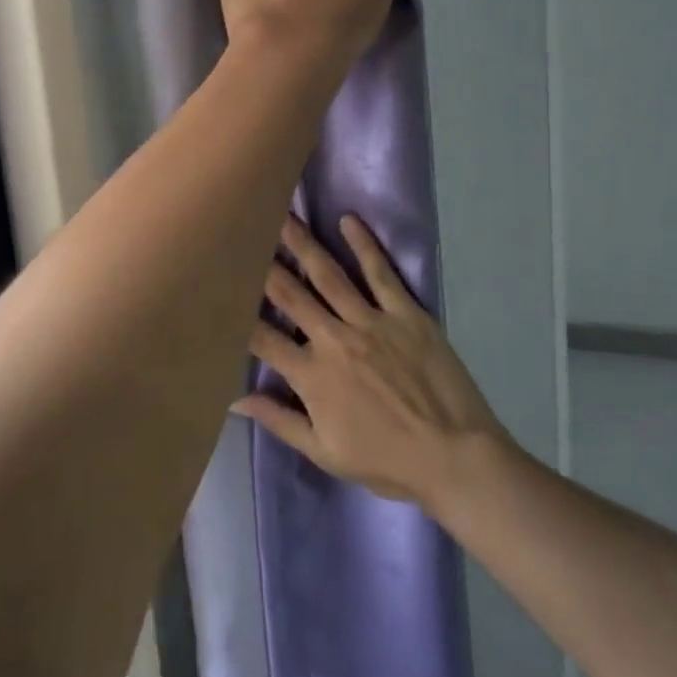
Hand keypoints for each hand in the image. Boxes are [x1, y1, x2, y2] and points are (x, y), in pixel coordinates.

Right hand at [234, 213, 509, 508]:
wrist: (454, 456)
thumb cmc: (387, 461)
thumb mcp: (325, 453)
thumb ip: (279, 421)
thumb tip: (235, 399)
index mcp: (312, 376)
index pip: (262, 338)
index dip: (238, 311)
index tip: (222, 285)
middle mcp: (335, 340)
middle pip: (291, 294)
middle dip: (265, 262)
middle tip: (245, 229)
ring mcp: (372, 322)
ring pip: (329, 275)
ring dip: (304, 244)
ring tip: (284, 216)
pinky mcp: (406, 313)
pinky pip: (380, 273)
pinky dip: (364, 245)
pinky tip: (348, 221)